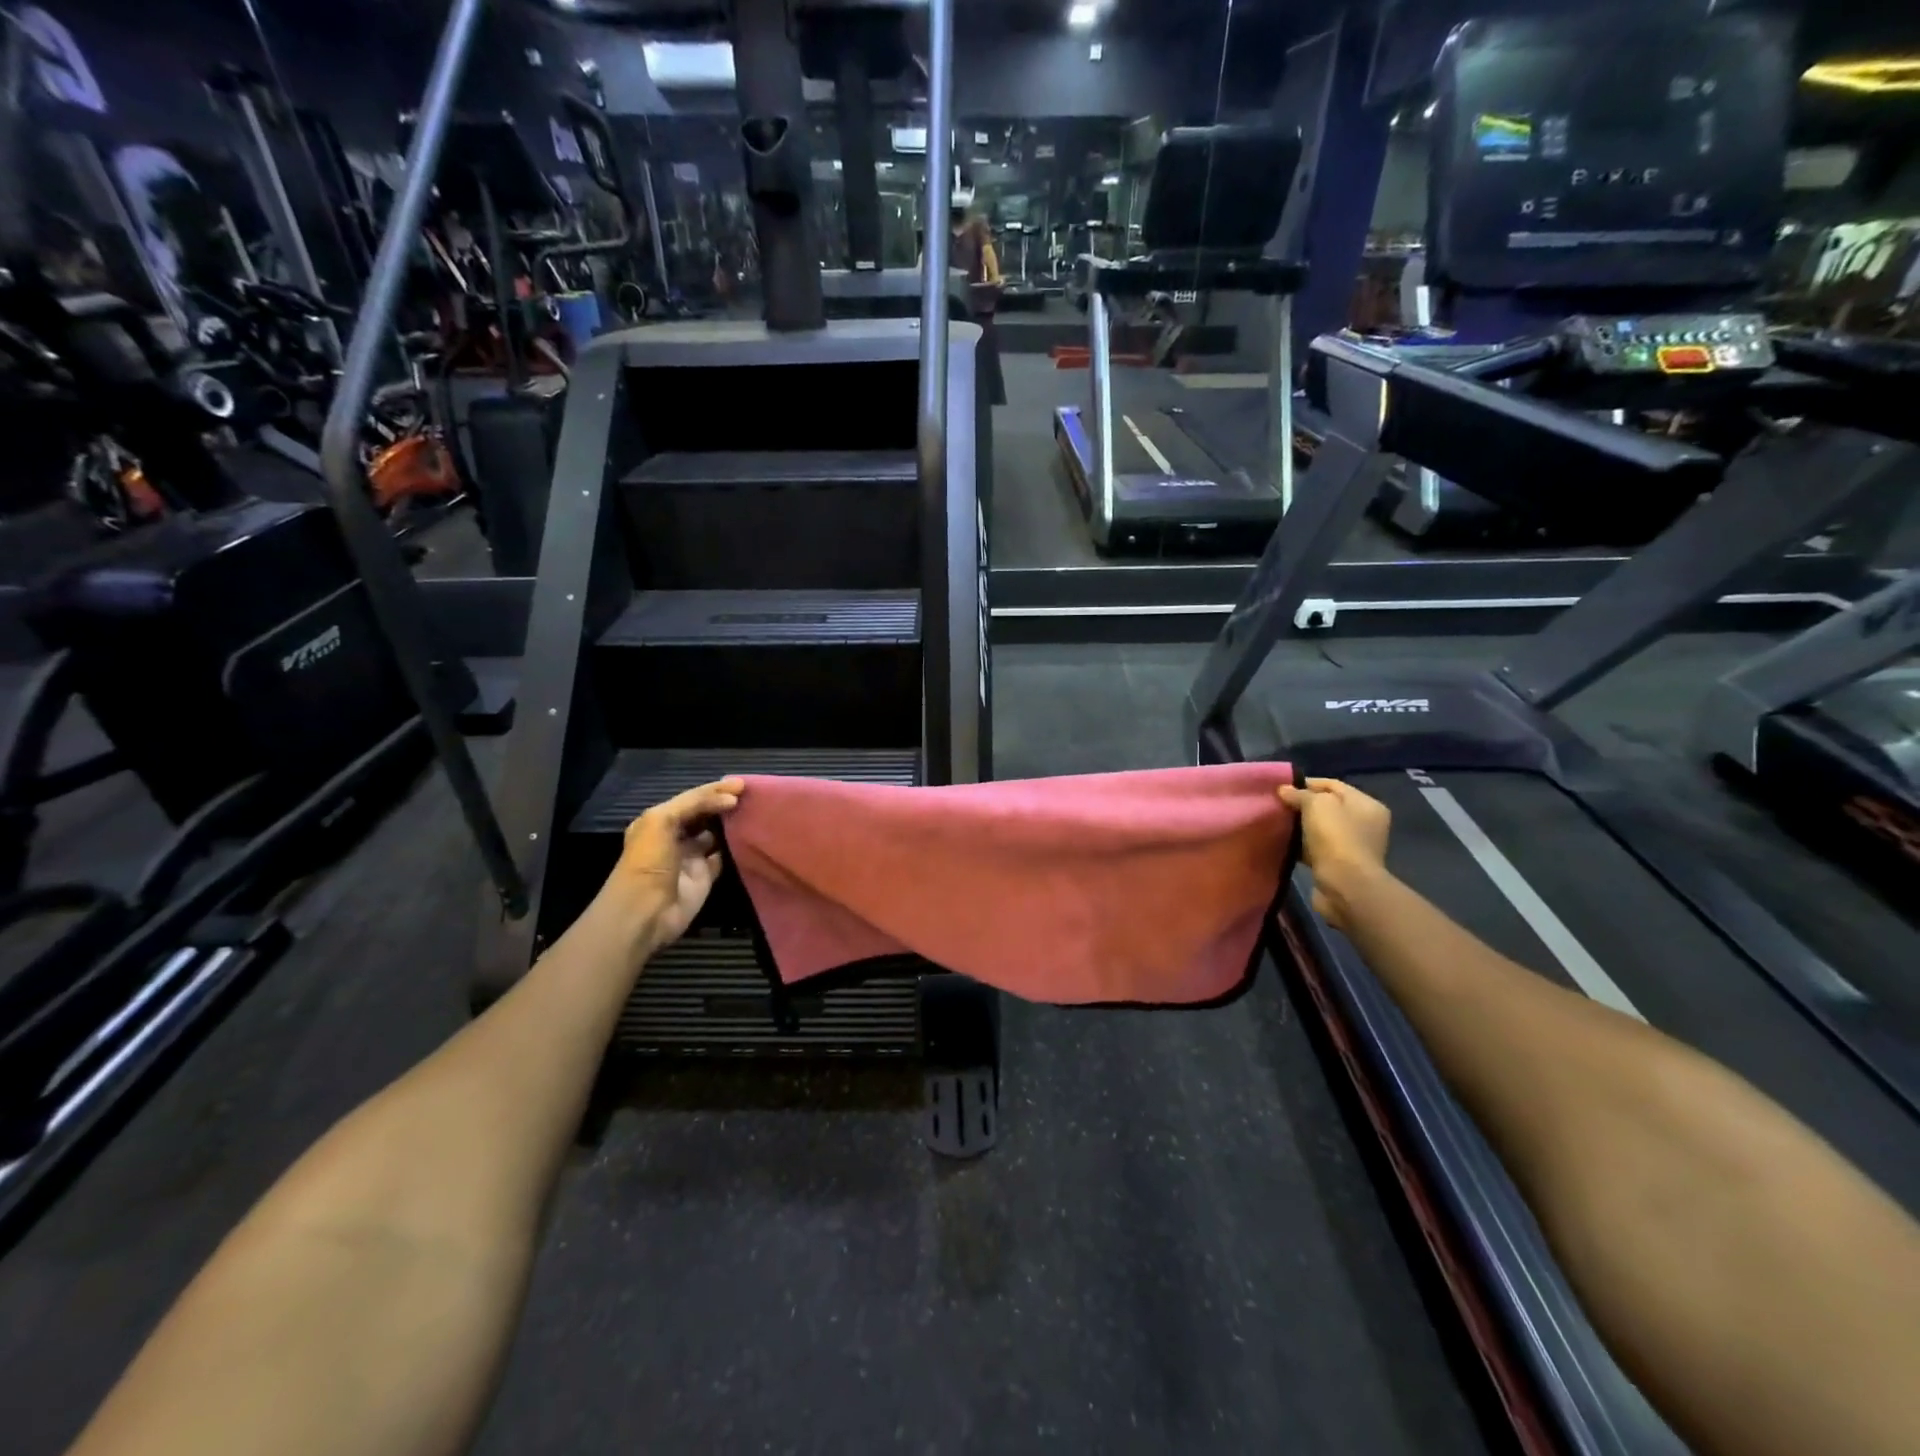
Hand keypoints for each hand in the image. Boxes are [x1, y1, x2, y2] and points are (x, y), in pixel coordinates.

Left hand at [606, 778, 744, 946]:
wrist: (645, 910)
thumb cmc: (649, 861)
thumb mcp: (662, 821)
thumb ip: (694, 803)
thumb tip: (731, 800)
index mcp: (660, 820)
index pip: (692, 799)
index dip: (714, 790)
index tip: (741, 784)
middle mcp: (675, 836)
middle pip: (704, 814)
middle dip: (723, 804)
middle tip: (750, 795)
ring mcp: (691, 857)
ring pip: (715, 835)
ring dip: (731, 825)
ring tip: (754, 811)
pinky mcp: (705, 877)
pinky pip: (723, 858)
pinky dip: (735, 849)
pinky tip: (750, 837)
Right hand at [1277, 777, 1390, 932]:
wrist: (1345, 886)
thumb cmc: (1336, 838)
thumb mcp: (1317, 805)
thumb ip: (1300, 794)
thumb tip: (1284, 790)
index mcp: (1367, 805)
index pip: (1333, 785)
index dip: (1306, 783)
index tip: (1281, 788)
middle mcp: (1364, 824)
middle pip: (1327, 807)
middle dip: (1301, 805)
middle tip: (1277, 805)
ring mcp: (1352, 846)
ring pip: (1319, 829)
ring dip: (1299, 827)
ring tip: (1276, 823)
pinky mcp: (1338, 865)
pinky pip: (1315, 848)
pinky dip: (1300, 845)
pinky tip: (1282, 843)